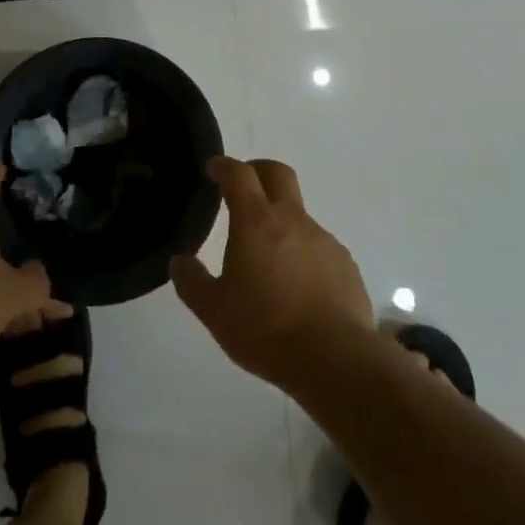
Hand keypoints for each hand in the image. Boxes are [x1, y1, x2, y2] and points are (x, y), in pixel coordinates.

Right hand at [172, 156, 372, 392]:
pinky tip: (297, 285)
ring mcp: (323, 240)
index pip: (239, 174)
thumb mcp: (214, 311)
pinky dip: (302, 252)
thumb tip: (179, 262)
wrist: (335, 359)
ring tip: (268, 257)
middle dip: (257, 171)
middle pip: (277, 173)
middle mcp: (292, 220)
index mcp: (256, 222)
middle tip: (242, 187)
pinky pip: (318, 245)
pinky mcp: (345, 264)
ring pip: (299, 214)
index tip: (213, 168)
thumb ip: (192, 282)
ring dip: (280, 220)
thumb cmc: (266, 329)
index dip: (224, 166)